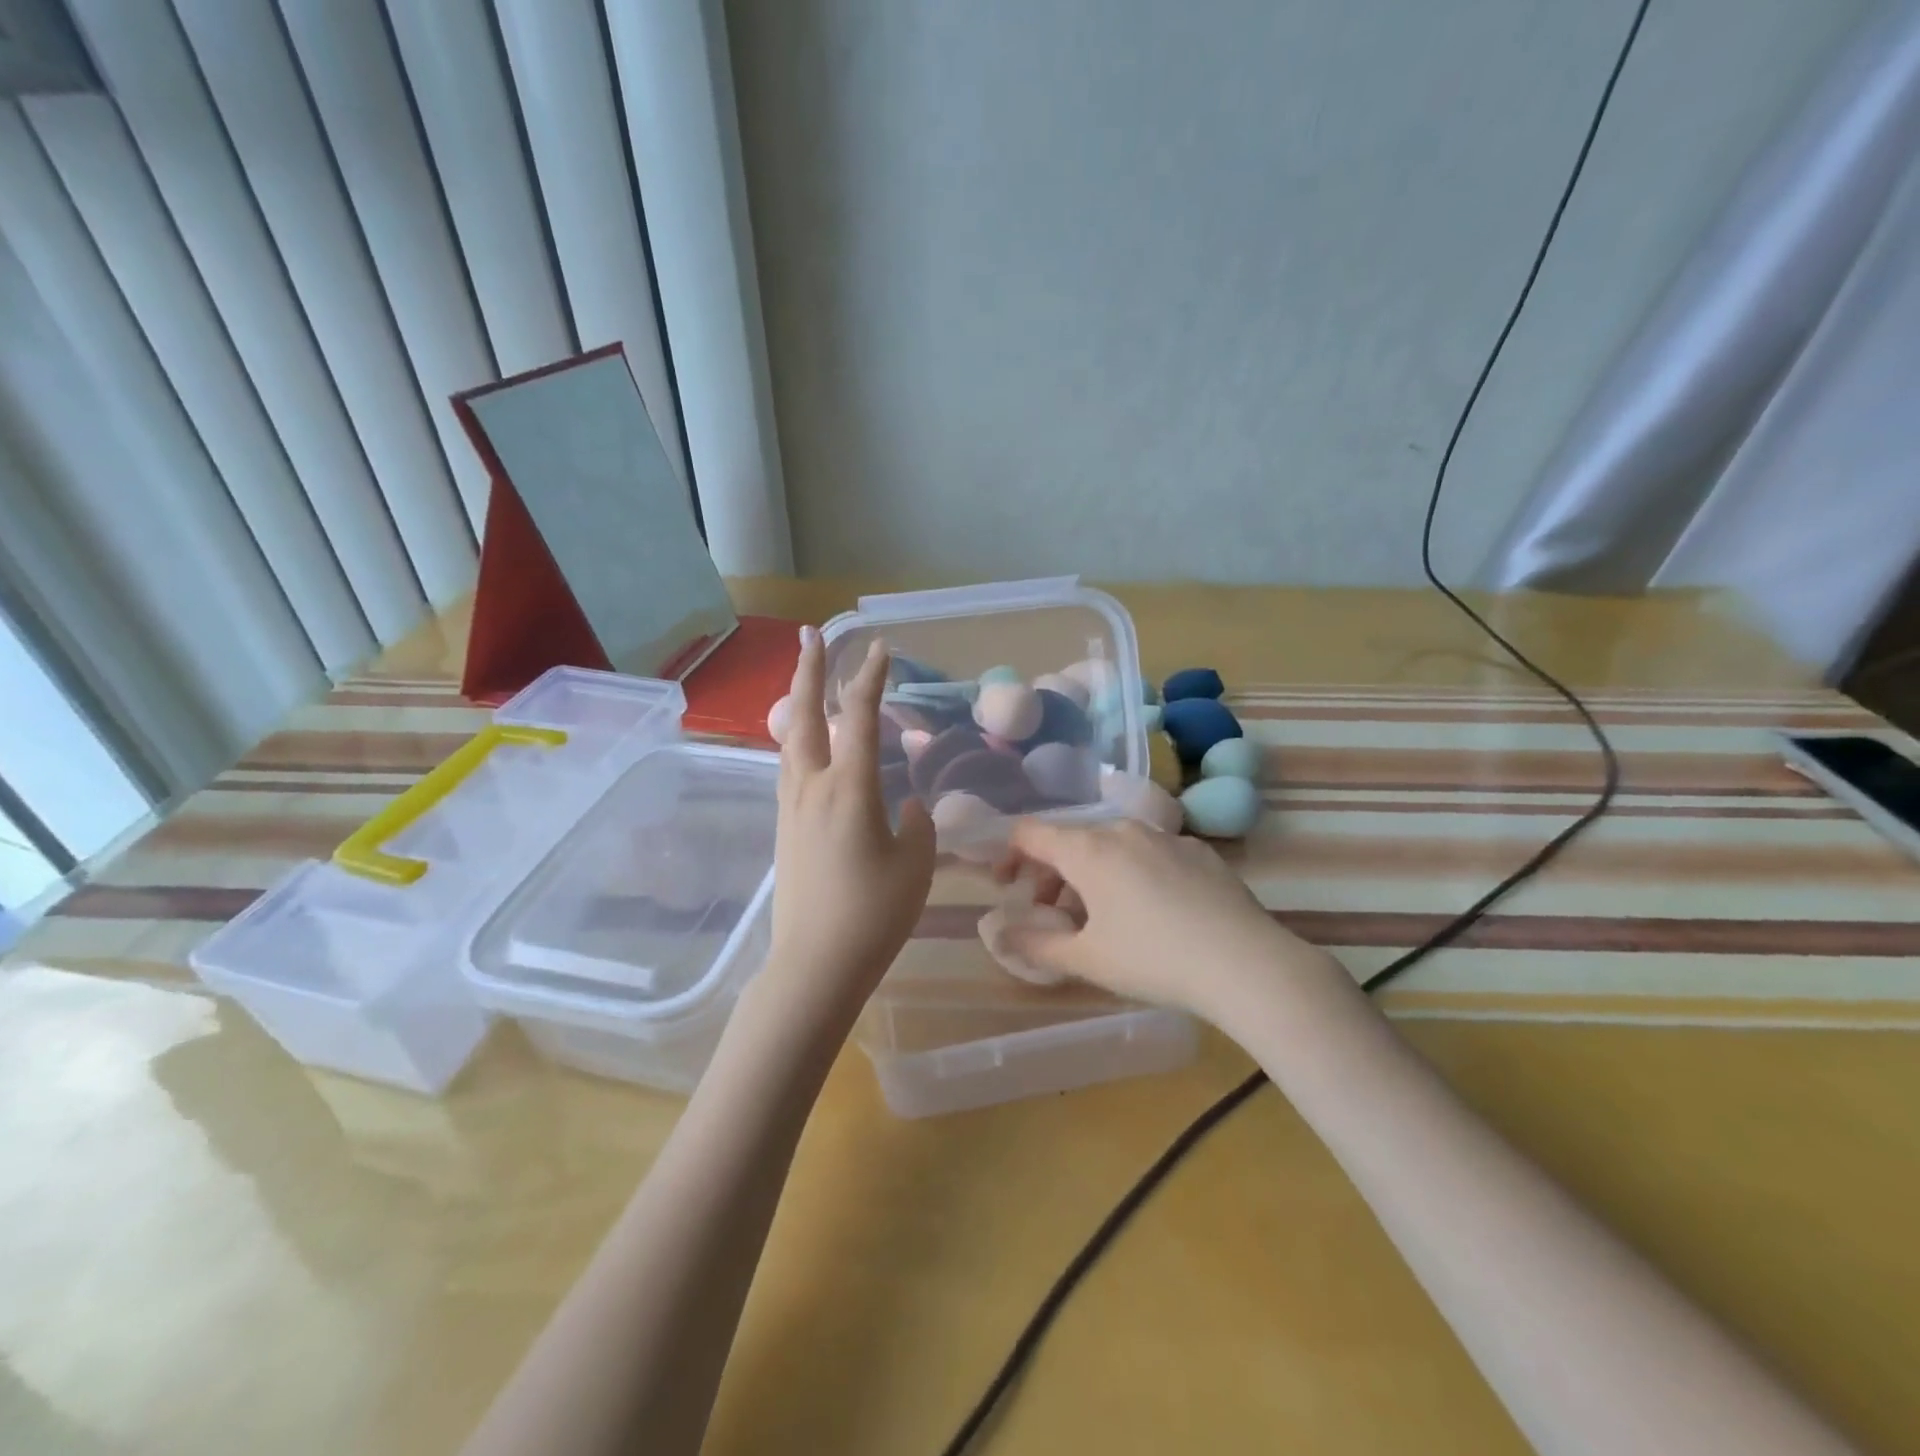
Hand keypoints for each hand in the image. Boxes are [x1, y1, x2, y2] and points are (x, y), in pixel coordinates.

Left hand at [765, 628, 936, 1022]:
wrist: (815, 963)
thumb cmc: (873, 913)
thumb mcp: (914, 865)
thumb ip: (917, 827)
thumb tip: (907, 807)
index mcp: (849, 789)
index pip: (859, 718)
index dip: (870, 679)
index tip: (879, 649)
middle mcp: (813, 787)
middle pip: (805, 716)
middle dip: (809, 672)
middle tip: (810, 637)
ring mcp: (791, 807)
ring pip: (791, 741)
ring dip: (800, 704)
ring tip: (808, 682)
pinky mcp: (784, 828)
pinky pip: (790, 768)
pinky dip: (800, 741)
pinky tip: (810, 746)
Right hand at [991, 818, 1329, 1021]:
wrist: (1247, 963)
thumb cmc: (1153, 959)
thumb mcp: (1087, 960)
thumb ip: (1035, 945)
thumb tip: (1001, 935)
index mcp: (1087, 849)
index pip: (1029, 833)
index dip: (1008, 855)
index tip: (1007, 888)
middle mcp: (1122, 829)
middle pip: (1070, 840)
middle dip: (1050, 875)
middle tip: (1052, 917)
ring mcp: (1165, 836)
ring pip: (1110, 846)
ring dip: (1091, 875)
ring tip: (1100, 919)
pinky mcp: (1199, 850)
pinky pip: (1148, 854)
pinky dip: (1131, 874)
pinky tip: (1152, 913)